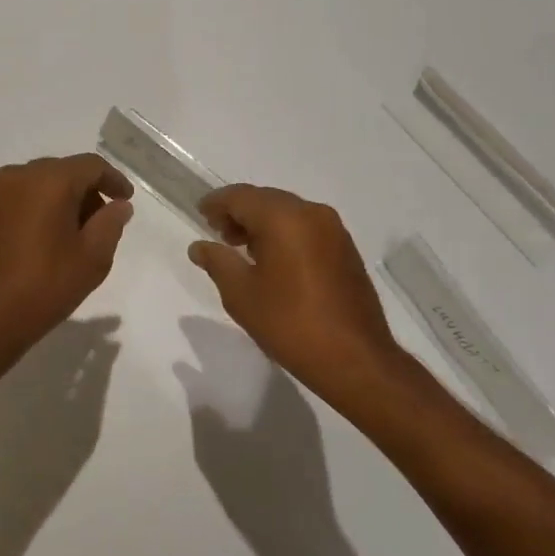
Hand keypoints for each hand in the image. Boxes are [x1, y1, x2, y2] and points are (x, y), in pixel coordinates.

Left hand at [0, 154, 134, 359]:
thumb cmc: (44, 287)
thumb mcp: (92, 258)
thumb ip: (110, 224)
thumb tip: (118, 205)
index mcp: (49, 181)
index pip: (91, 165)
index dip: (113, 180)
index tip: (125, 200)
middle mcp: (17, 176)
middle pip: (62, 171)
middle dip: (85, 191)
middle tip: (101, 222)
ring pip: (37, 185)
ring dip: (58, 201)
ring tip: (71, 235)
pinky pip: (16, 201)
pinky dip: (35, 211)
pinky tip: (40, 242)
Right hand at [187, 184, 401, 401]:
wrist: (355, 359)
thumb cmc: (290, 324)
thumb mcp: (241, 294)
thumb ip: (217, 262)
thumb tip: (199, 246)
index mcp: (284, 218)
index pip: (241, 196)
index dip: (217, 203)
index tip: (200, 214)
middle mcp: (311, 213)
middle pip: (266, 199)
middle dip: (239, 212)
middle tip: (218, 233)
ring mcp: (333, 230)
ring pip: (288, 212)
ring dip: (262, 223)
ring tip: (241, 248)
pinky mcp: (345, 249)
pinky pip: (306, 227)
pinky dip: (284, 233)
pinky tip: (272, 260)